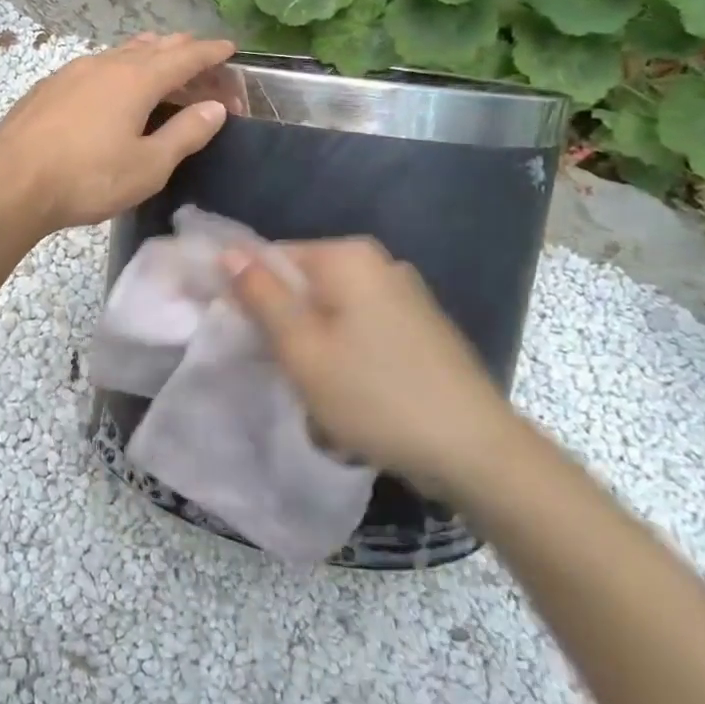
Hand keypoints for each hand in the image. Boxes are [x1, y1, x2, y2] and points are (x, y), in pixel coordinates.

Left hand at [0, 33, 235, 238]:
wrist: (8, 182)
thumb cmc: (86, 178)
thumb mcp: (148, 166)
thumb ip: (185, 134)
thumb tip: (214, 107)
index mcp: (136, 79)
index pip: (185, 56)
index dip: (210, 52)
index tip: (229, 48)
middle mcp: (105, 64)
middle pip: (153, 47)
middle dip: (182, 50)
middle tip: (201, 60)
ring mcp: (72, 72)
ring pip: (120, 52)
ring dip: (148, 55)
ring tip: (161, 62)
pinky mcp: (49, 87)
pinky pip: (96, 66)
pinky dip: (118, 67)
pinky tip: (111, 84)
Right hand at [227, 238, 518, 498]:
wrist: (476, 451)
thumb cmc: (374, 395)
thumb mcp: (302, 348)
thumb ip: (261, 296)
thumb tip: (228, 252)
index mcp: (348, 256)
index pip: (273, 257)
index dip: (248, 294)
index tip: (241, 336)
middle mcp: (380, 263)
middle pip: (305, 284)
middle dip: (286, 325)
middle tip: (284, 370)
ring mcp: (406, 294)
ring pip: (332, 312)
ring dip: (316, 346)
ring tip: (320, 393)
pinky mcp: (422, 326)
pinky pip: (362, 328)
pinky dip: (347, 355)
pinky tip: (355, 395)